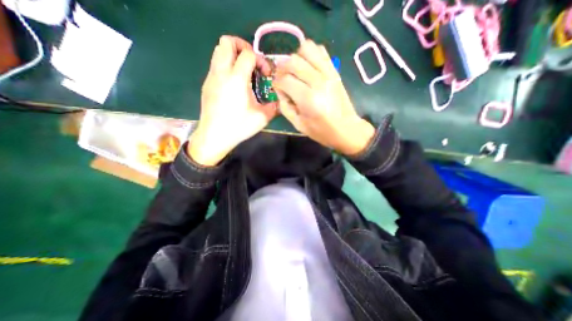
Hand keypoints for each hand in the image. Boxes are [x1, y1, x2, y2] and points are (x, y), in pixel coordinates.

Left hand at [188, 36, 276, 164]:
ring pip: (218, 51)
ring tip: (245, 72)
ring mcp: (211, 77)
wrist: (214, 136)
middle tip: (253, 63)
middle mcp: (221, 73)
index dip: (260, 60)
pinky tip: (235, 84)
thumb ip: (274, 106)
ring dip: (233, 55)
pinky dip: (227, 66)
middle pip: (227, 42)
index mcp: (236, 79)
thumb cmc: (238, 127)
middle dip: (243, 47)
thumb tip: (279, 101)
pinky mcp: (207, 84)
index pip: (248, 54)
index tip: (265, 74)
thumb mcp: (262, 118)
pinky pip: (216, 65)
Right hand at [273, 41, 375, 155]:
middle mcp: (318, 81)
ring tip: (296, 71)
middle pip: (293, 61)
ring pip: (306, 48)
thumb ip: (284, 106)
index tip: (278, 89)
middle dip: (283, 69)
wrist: (346, 128)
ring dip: (296, 58)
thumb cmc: (321, 131)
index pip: (284, 80)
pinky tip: (308, 67)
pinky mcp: (334, 70)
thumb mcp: (298, 124)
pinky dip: (310, 54)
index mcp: (308, 98)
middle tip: (284, 79)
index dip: (277, 83)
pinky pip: (320, 50)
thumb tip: (280, 90)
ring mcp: (328, 73)